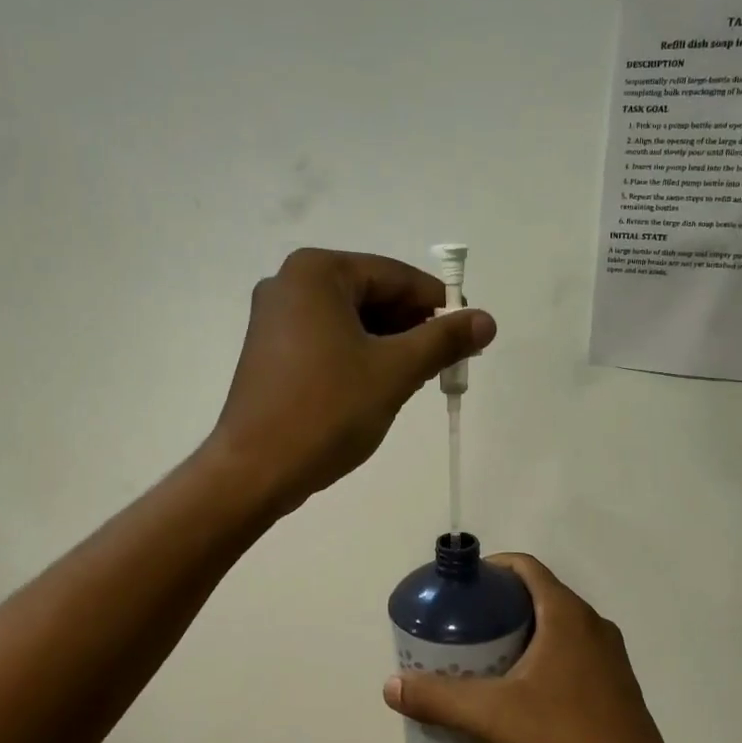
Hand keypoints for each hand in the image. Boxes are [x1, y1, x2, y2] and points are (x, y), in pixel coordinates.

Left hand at [210, 248, 495, 513]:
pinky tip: (379, 384)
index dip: (437, 304)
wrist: (255, 469)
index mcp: (317, 273)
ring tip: (417, 377)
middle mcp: (289, 283)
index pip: (395, 275)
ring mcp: (274, 317)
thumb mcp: (395, 372)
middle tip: (445, 361)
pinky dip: (358, 354)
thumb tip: (486, 319)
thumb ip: (443, 340)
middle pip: (371, 294)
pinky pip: (327, 338)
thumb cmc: (327, 411)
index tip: (469, 333)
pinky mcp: (270, 350)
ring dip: (388, 343)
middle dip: (412, 326)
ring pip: (350, 319)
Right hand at [383, 554, 680, 742]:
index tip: (460, 591)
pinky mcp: (616, 687)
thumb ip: (440, 698)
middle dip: (498, 607)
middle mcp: (593, 626)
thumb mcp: (493, 717)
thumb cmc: (566, 741)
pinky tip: (519, 696)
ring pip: (556, 628)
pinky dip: (541, 659)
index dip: (490, 569)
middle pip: (538, 596)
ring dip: (520, 635)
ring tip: (482, 662)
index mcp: (567, 615)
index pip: (525, 567)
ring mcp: (609, 658)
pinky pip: (571, 655)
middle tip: (461, 630)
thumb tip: (391, 685)